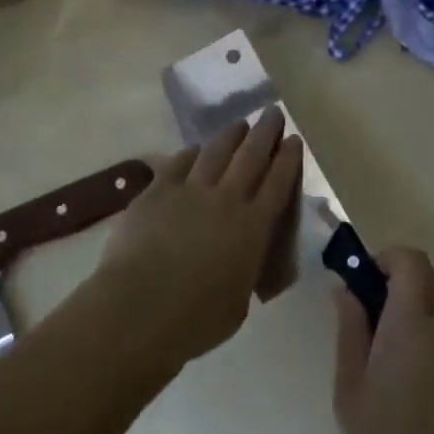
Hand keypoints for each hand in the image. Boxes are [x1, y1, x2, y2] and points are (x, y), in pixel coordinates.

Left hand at [94, 111, 302, 368]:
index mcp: (253, 227)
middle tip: (273, 112)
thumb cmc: (196, 320)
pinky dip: (192, 153)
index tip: (294, 139)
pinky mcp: (158, 190)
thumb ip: (245, 270)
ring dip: (231, 134)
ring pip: (216, 151)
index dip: (288, 158)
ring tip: (239, 124)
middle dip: (265, 131)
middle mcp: (227, 199)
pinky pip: (179, 162)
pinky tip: (195, 150)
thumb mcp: (239, 302)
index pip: (278, 182)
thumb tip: (242, 258)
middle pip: (251, 155)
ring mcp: (190, 190)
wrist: (140, 309)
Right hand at [333, 248, 433, 433]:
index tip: (365, 282)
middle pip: (429, 280)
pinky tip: (417, 403)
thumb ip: (350, 331)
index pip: (411, 260)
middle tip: (371, 319)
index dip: (387, 259)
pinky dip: (432, 354)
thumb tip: (346, 290)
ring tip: (391, 377)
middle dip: (400, 284)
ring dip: (415, 323)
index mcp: (412, 325)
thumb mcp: (350, 391)